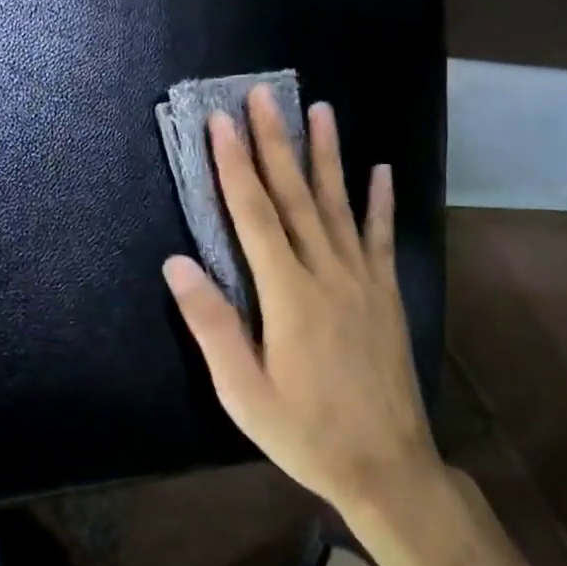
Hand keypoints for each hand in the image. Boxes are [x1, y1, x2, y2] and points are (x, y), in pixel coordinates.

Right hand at [162, 87, 442, 517]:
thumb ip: (211, 324)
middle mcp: (327, 273)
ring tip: (320, 110)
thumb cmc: (305, 432)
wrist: (389, 469)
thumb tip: (176, 263)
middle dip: (275, 142)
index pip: (254, 215)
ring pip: (339, 204)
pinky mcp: (386, 294)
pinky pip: (379, 237)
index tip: (221, 122)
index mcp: (288, 294)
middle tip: (263, 96)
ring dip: (327, 155)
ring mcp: (362, 280)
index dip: (234, 165)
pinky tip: (380, 169)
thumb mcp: (243, 391)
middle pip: (295, 196)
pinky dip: (379, 201)